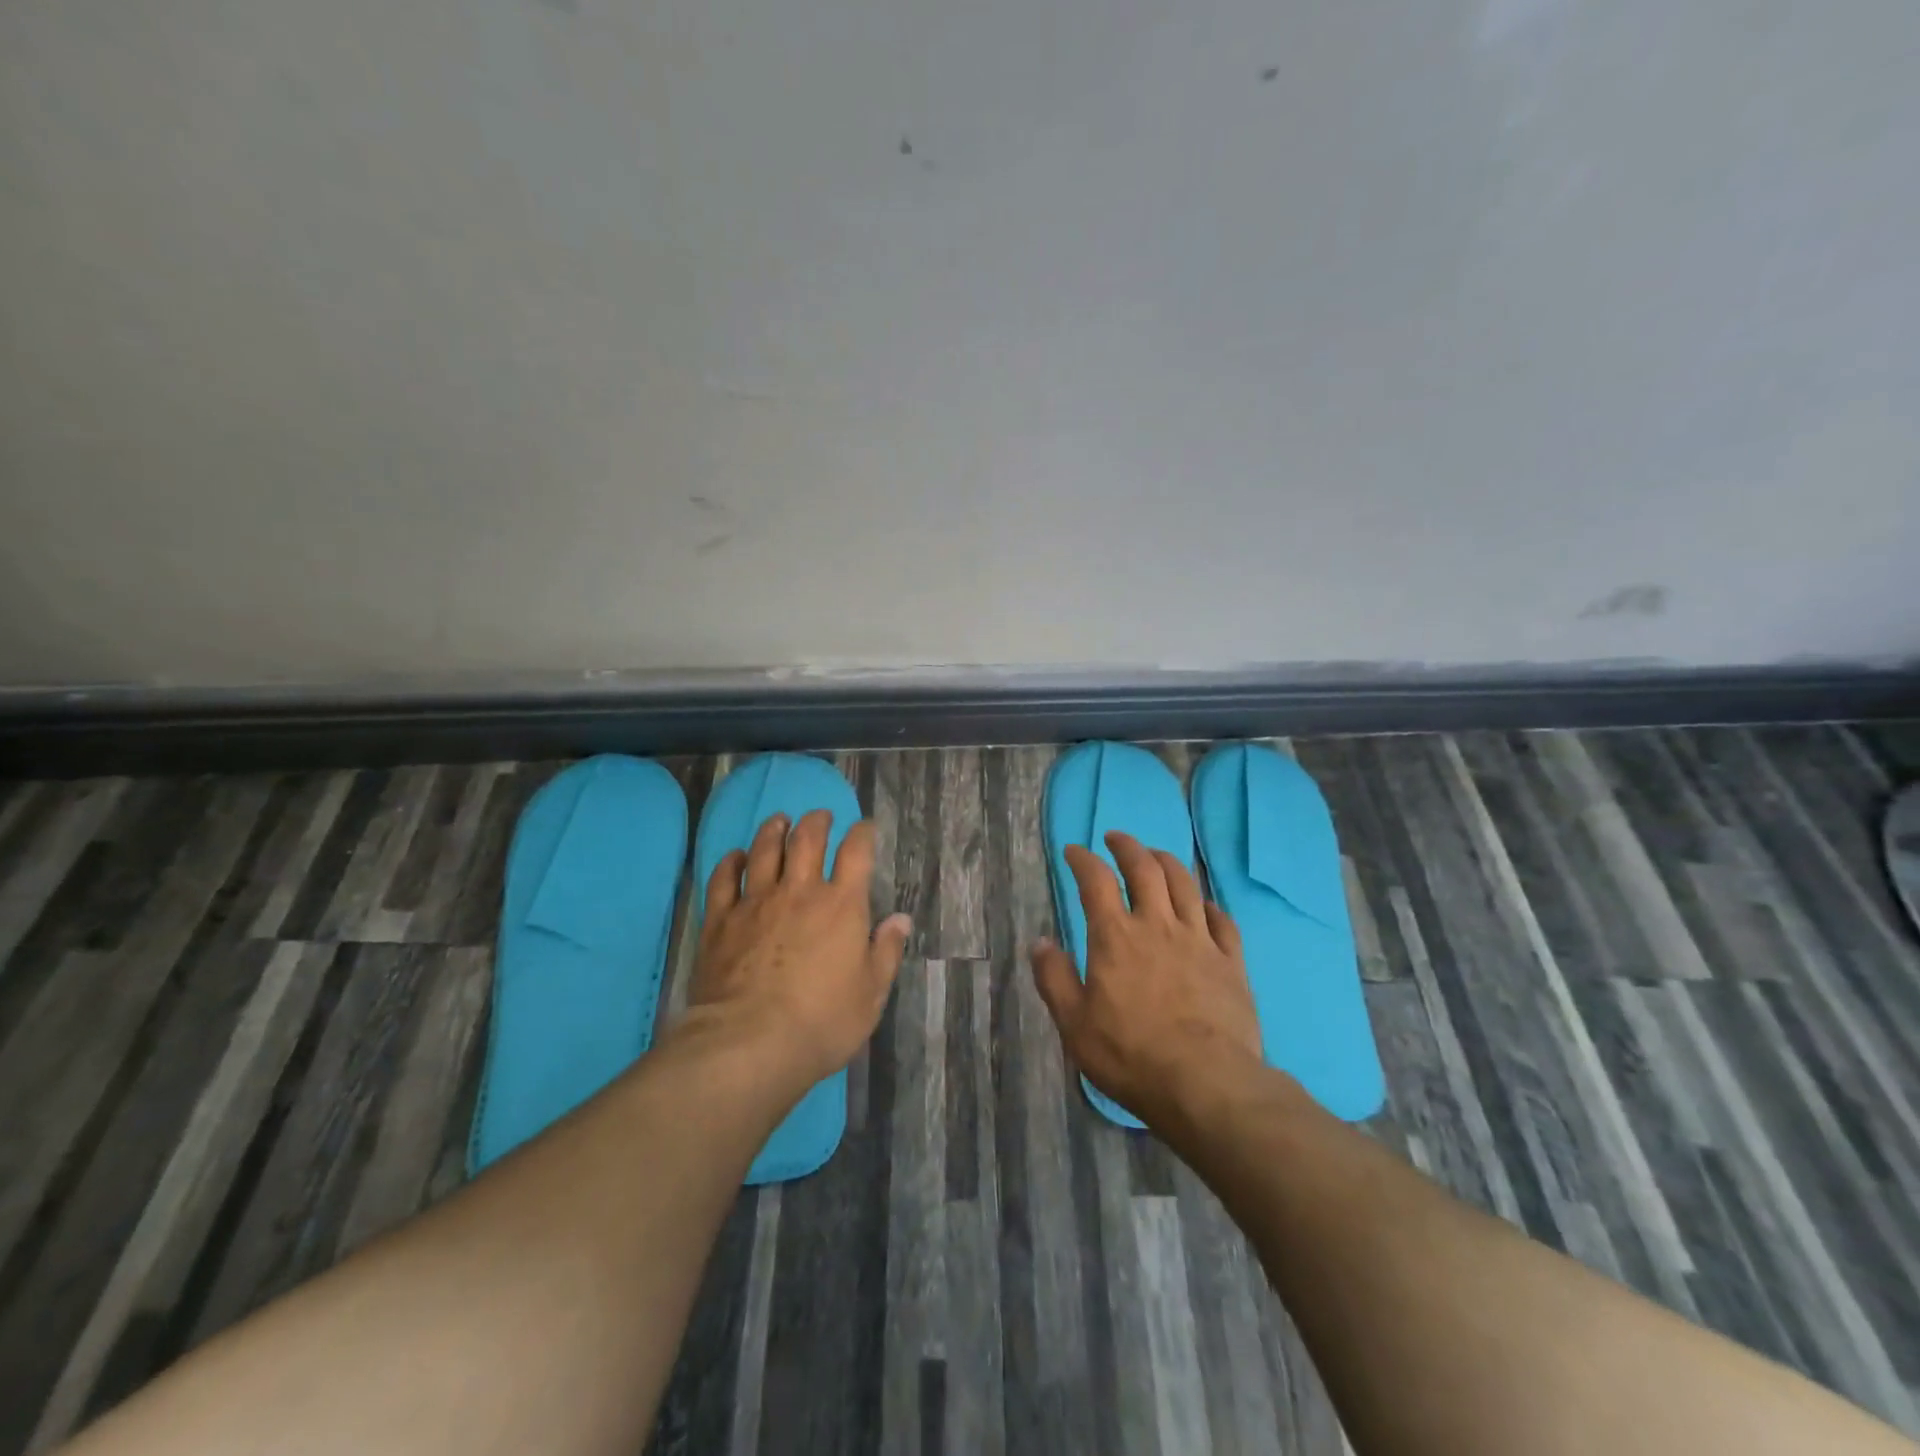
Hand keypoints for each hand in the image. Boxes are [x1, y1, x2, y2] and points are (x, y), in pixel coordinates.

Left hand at [687, 809, 911, 1090]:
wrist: (750, 1043)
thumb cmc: (822, 1022)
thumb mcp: (871, 994)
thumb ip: (886, 951)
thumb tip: (901, 919)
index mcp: (842, 905)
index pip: (856, 852)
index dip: (862, 833)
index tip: (864, 827)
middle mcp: (799, 891)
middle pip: (807, 839)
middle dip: (816, 821)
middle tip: (819, 817)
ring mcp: (756, 902)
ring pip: (764, 850)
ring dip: (774, 830)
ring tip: (779, 821)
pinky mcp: (720, 920)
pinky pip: (723, 879)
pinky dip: (731, 862)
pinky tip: (735, 857)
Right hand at [1031, 831, 1262, 1125]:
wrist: (1206, 1083)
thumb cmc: (1130, 1054)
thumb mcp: (1074, 1023)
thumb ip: (1054, 978)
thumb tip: (1040, 942)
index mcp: (1115, 936)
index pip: (1095, 880)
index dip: (1082, 859)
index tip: (1073, 851)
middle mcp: (1158, 925)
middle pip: (1144, 868)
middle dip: (1127, 846)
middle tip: (1116, 838)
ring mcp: (1199, 940)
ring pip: (1184, 883)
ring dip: (1166, 861)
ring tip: (1155, 856)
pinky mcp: (1231, 961)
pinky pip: (1221, 920)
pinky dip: (1207, 904)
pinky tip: (1202, 906)